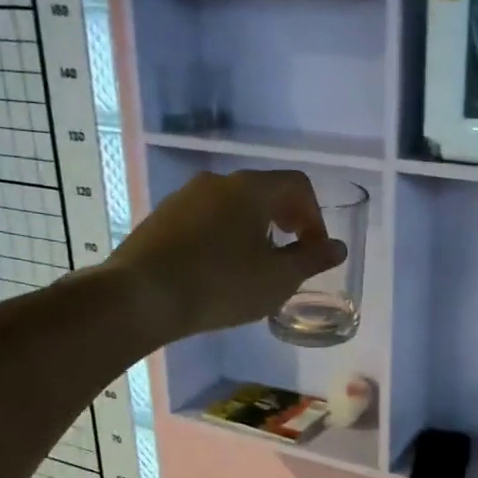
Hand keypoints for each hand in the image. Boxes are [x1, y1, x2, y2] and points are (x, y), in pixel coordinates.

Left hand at [108, 169, 346, 340]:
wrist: (140, 296)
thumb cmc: (221, 284)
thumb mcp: (278, 278)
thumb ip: (312, 259)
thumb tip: (337, 247)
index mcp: (251, 188)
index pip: (297, 185)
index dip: (315, 215)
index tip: (315, 249)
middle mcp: (217, 181)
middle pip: (264, 190)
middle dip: (286, 218)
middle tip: (292, 252)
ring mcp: (184, 197)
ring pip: (232, 205)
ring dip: (254, 227)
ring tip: (256, 263)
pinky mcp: (161, 218)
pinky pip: (206, 218)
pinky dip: (224, 234)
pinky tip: (219, 268)